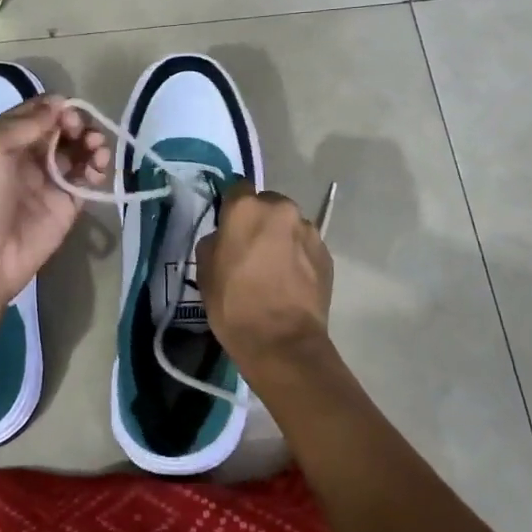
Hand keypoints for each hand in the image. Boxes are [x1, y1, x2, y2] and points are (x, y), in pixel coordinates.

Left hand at [0, 96, 110, 310]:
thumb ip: (25, 123)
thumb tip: (60, 104)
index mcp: (6, 138)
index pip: (39, 111)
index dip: (57, 108)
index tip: (68, 116)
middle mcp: (29, 155)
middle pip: (63, 128)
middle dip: (78, 124)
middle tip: (82, 133)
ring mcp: (50, 179)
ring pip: (79, 150)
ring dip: (92, 143)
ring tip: (97, 150)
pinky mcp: (68, 203)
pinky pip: (88, 178)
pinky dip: (98, 169)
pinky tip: (97, 170)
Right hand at [196, 182, 333, 366]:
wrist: (282, 342)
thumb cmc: (234, 304)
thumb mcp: (205, 271)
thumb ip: (214, 242)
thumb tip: (225, 237)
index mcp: (247, 208)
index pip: (237, 189)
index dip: (231, 207)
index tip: (228, 226)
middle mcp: (282, 210)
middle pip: (267, 205)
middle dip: (260, 221)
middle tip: (250, 250)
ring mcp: (309, 231)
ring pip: (289, 225)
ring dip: (281, 238)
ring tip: (273, 270)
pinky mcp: (327, 254)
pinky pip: (306, 246)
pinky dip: (298, 256)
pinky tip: (290, 282)